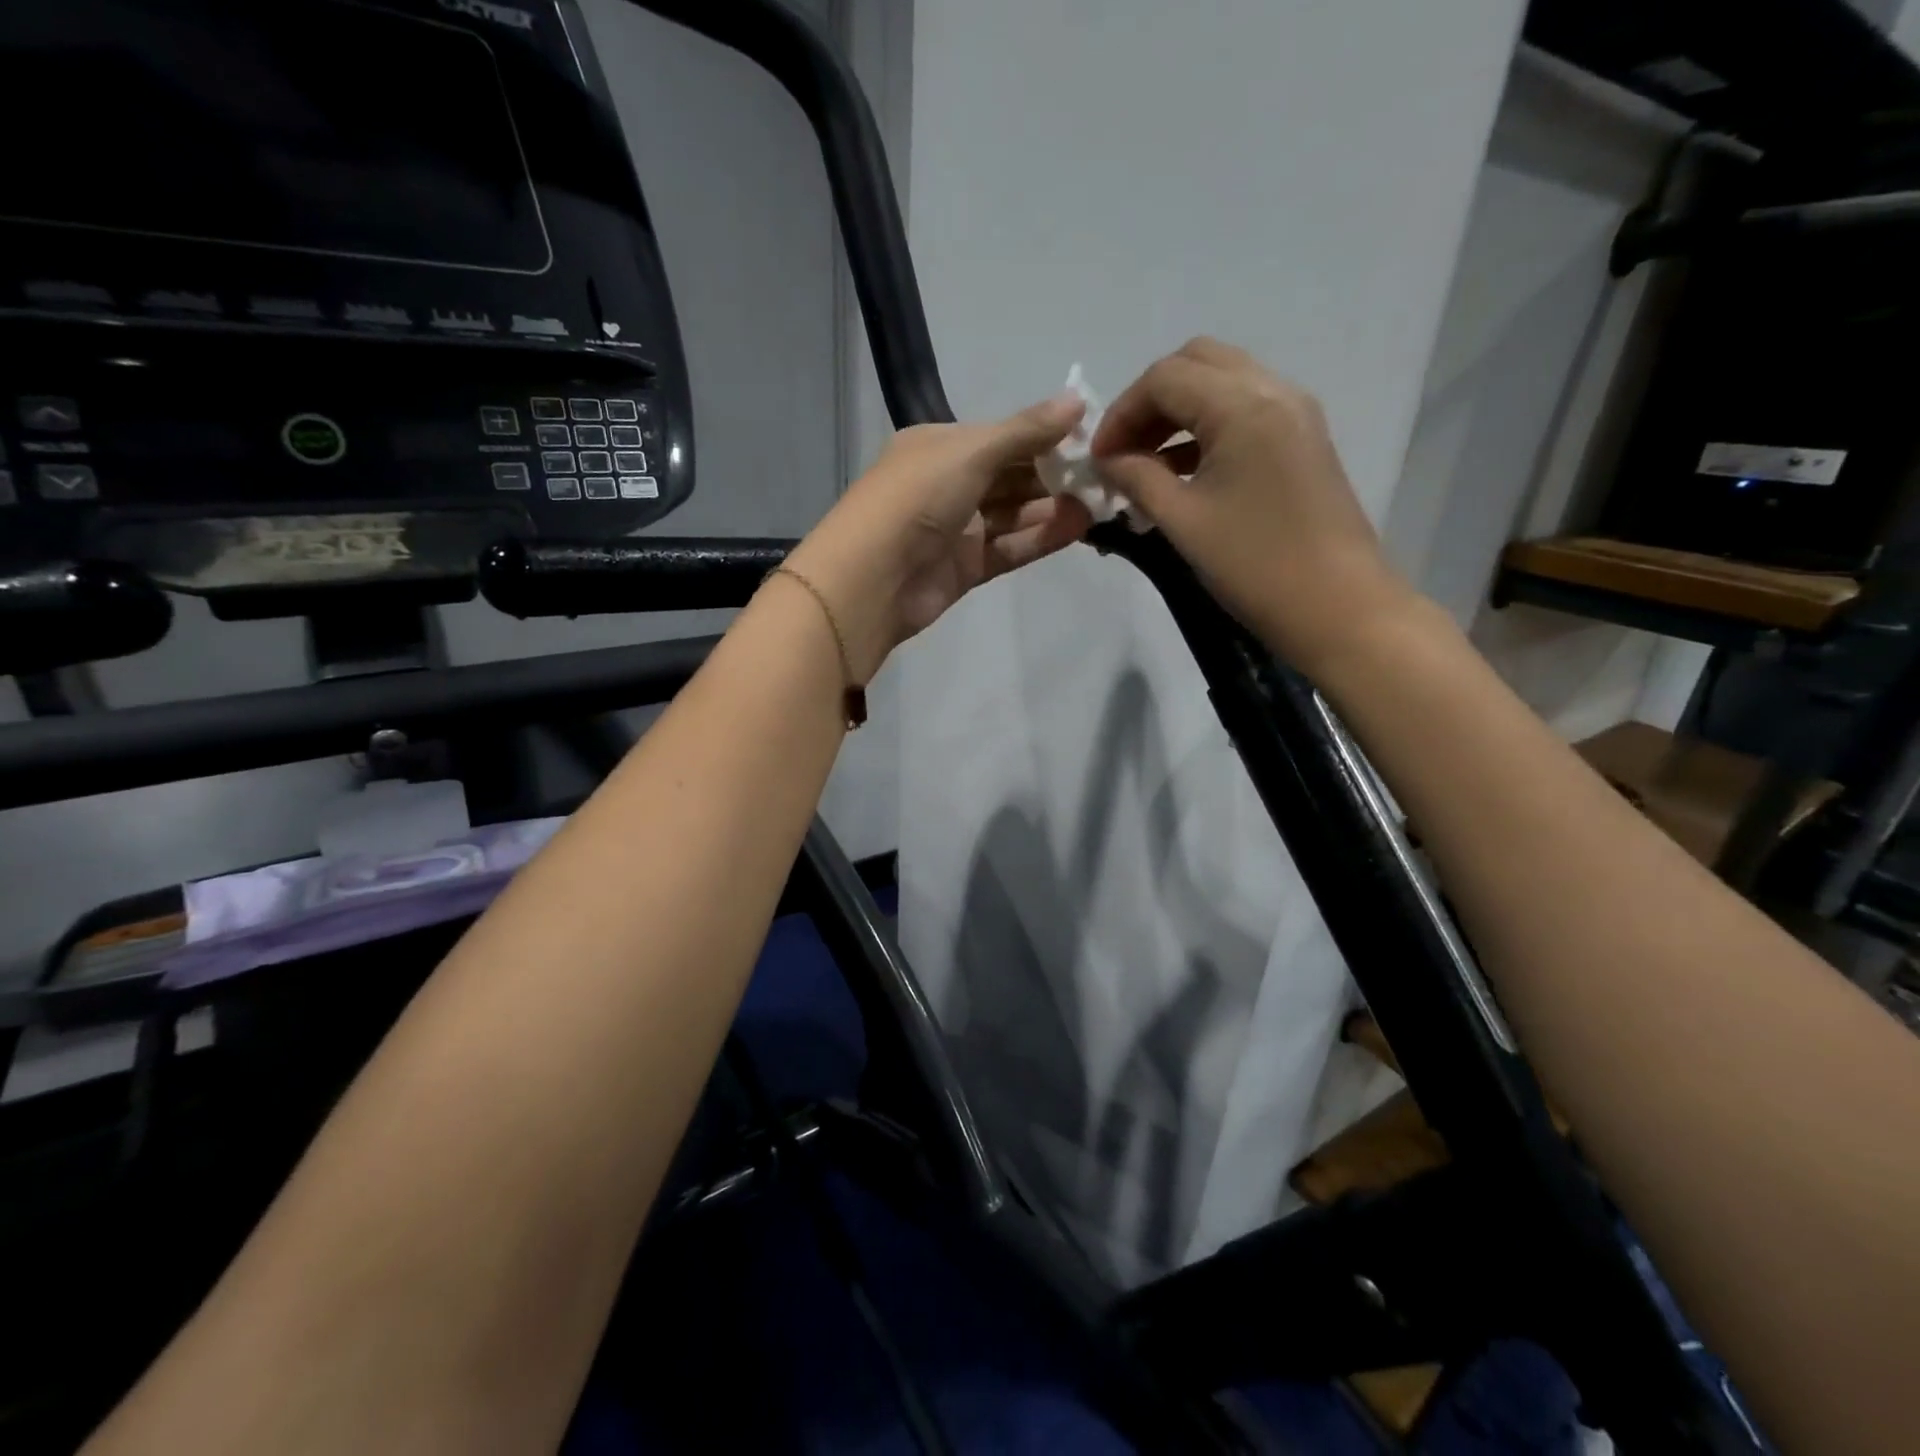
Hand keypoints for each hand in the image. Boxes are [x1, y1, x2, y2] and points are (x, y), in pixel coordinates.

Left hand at [783, 394, 1090, 681]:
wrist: (873, 580)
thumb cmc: (917, 499)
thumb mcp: (971, 452)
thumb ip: (1026, 431)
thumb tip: (1078, 401)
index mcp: (940, 447)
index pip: (1002, 437)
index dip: (1045, 436)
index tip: (1092, 439)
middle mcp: (947, 484)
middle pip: (1011, 476)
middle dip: (1055, 475)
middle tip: (1105, 476)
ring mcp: (956, 529)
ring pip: (1014, 514)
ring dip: (1054, 508)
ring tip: (1101, 502)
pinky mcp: (964, 569)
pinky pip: (1010, 548)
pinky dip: (1041, 538)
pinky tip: (1079, 528)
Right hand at [1091, 338, 1416, 674]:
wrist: (1338, 607)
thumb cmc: (1254, 565)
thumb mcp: (1182, 521)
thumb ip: (1137, 479)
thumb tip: (1107, 461)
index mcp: (1242, 406)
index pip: (1164, 378)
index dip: (1120, 413)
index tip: (1099, 460)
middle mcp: (1273, 391)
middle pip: (1196, 362)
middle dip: (1149, 401)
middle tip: (1123, 451)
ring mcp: (1295, 412)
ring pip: (1222, 382)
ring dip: (1177, 412)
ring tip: (1146, 464)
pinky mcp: (1303, 439)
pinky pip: (1244, 409)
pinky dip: (1206, 426)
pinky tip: (1183, 471)